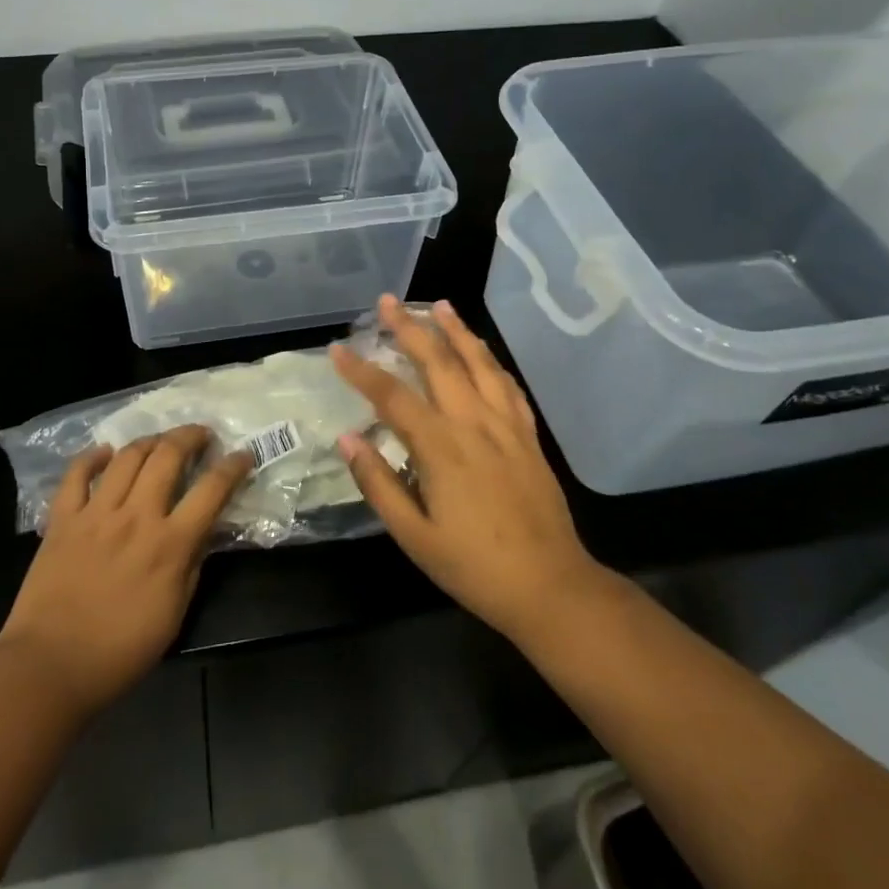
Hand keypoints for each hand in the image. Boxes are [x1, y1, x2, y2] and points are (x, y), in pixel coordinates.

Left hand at [0, 425, 251, 719]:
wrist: (50, 666)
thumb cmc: (120, 651)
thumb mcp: (174, 614)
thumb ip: (192, 565)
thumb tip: (205, 530)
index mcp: (169, 544)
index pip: (211, 491)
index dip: (232, 467)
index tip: (242, 455)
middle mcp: (136, 517)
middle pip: (168, 456)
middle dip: (190, 436)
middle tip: (201, 435)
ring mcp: (96, 513)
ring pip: (127, 456)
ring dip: (149, 441)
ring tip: (160, 442)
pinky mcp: (62, 519)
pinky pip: (76, 474)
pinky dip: (92, 457)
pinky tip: (105, 453)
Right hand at [331, 295, 607, 644]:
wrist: (551, 586)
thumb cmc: (473, 566)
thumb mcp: (414, 536)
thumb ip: (378, 483)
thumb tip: (348, 438)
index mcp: (441, 448)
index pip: (392, 397)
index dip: (361, 371)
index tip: (337, 348)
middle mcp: (474, 424)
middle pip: (439, 363)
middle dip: (410, 328)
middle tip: (388, 301)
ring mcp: (507, 426)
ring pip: (479, 364)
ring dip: (457, 331)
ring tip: (439, 306)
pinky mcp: (529, 437)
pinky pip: (508, 386)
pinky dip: (491, 361)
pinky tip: (483, 352)